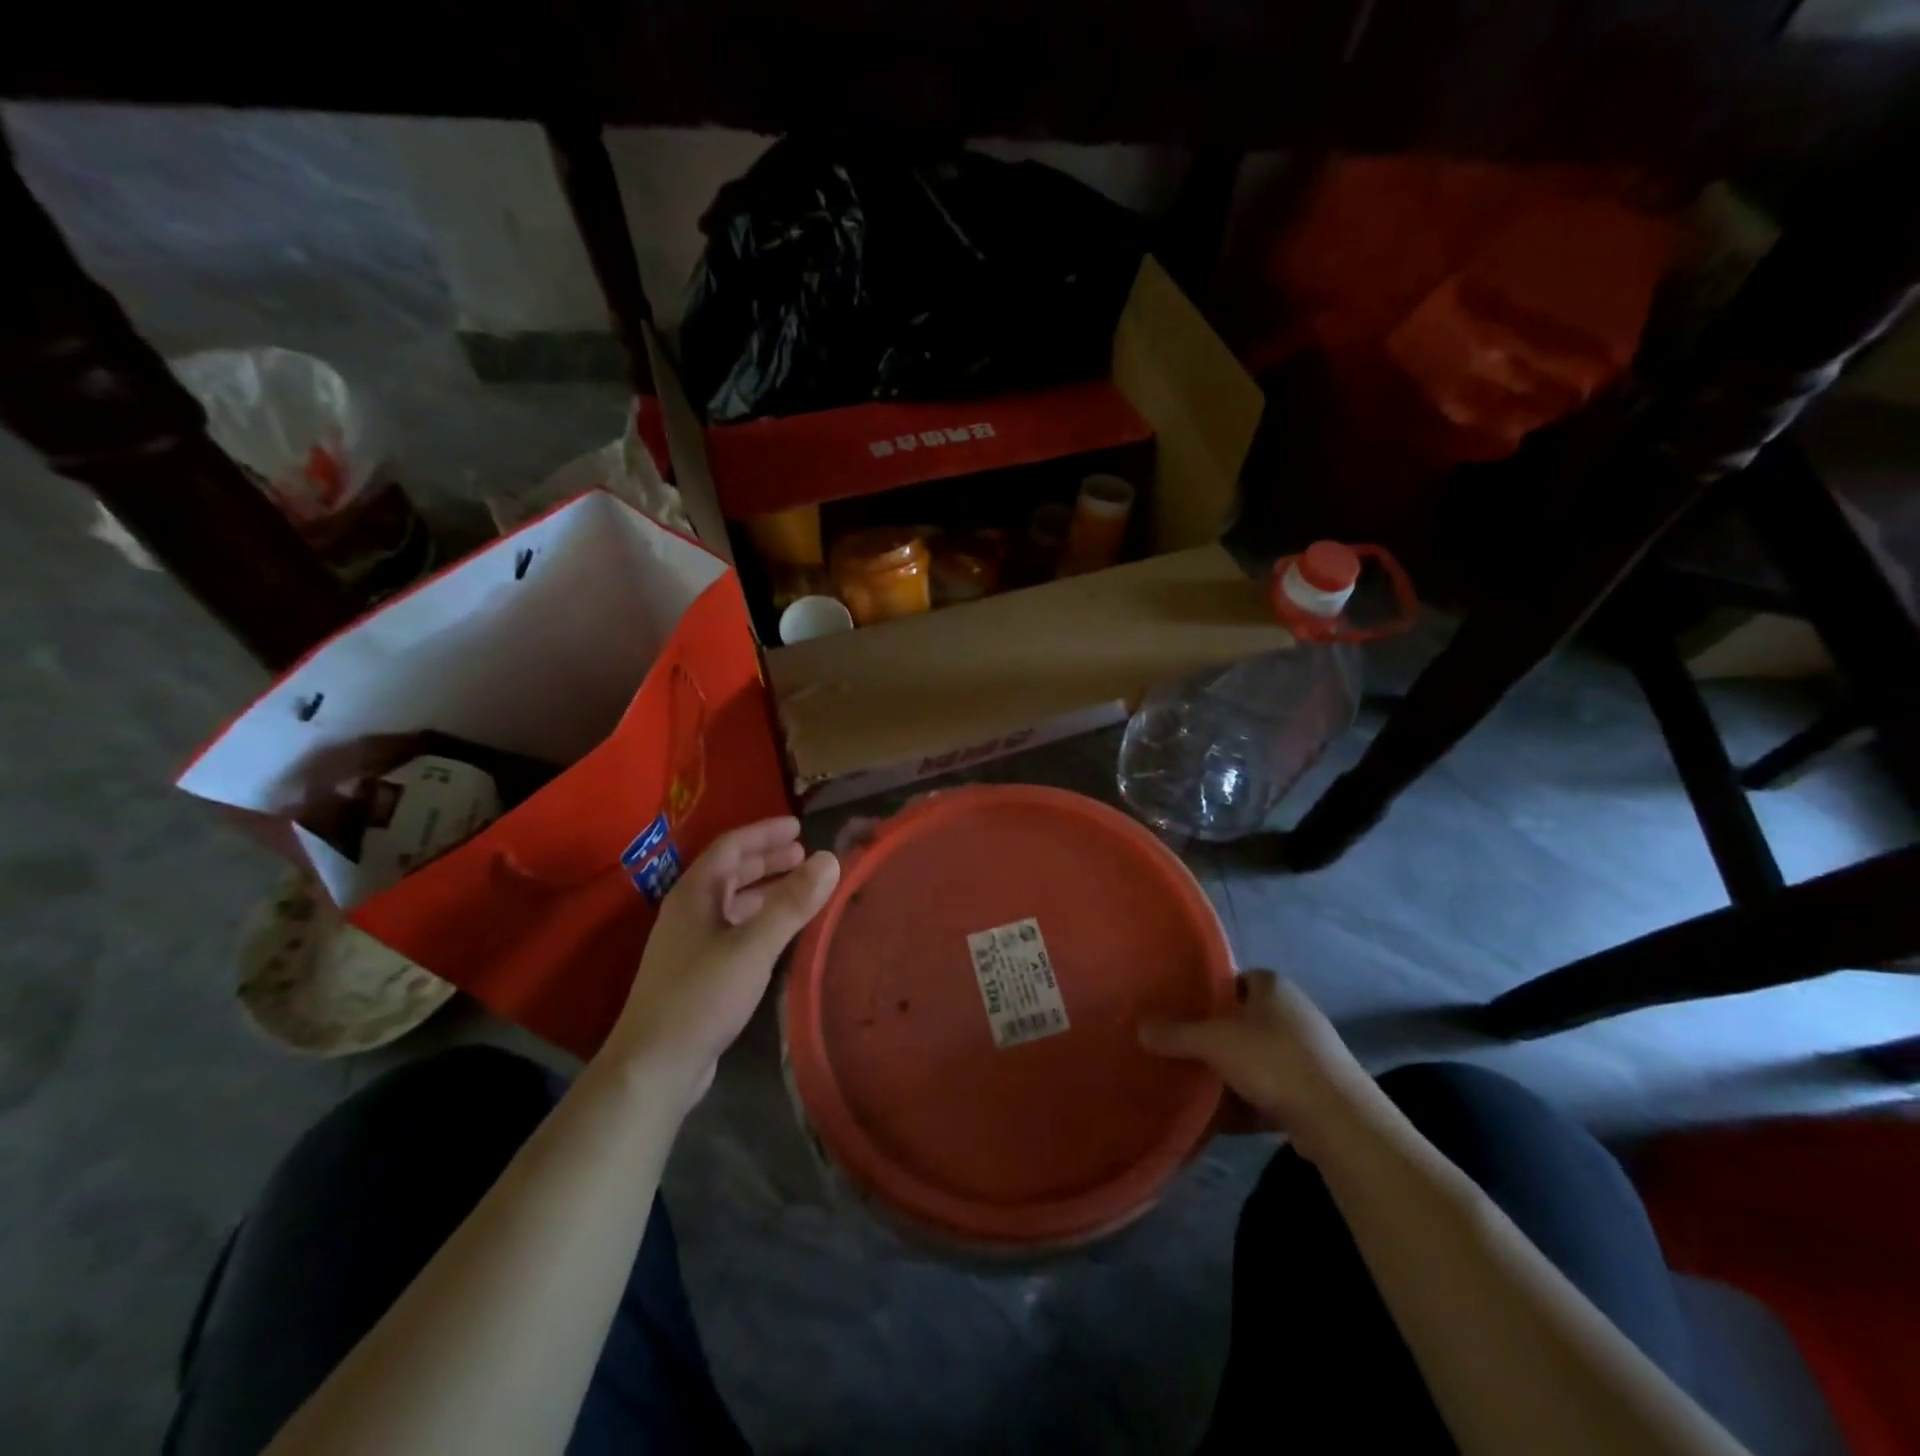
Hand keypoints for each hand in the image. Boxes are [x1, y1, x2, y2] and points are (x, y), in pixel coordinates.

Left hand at [606, 818, 838, 1108]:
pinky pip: (734, 930)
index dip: (764, 833)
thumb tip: (830, 859)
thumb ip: (792, 903)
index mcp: (695, 895)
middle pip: (730, 872)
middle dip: (768, 860)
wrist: (654, 1066)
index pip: (731, 846)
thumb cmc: (702, 996)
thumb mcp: (753, 946)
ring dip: (765, 890)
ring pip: (733, 902)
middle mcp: (689, 912)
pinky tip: (781, 932)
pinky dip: (760, 920)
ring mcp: (690, 944)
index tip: (799, 827)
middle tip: (805, 855)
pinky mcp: (697, 972)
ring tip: (801, 888)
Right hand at [1139, 971, 1373, 1155]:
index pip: (1235, 978)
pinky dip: (1248, 1101)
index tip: (1183, 1011)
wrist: (1338, 1119)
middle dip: (1216, 1037)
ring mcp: (1308, 1053)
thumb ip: (1175, 1034)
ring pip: (1257, 1058)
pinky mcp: (1315, 1091)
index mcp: (1273, 987)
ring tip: (1197, 1085)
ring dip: (1231, 1073)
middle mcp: (1294, 1013)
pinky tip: (1222, 1118)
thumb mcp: (1213, 1042)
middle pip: (1244, 1020)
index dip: (1209, 993)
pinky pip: (1271, 1090)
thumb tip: (1140, 1028)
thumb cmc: (1273, 1060)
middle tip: (1183, 1049)